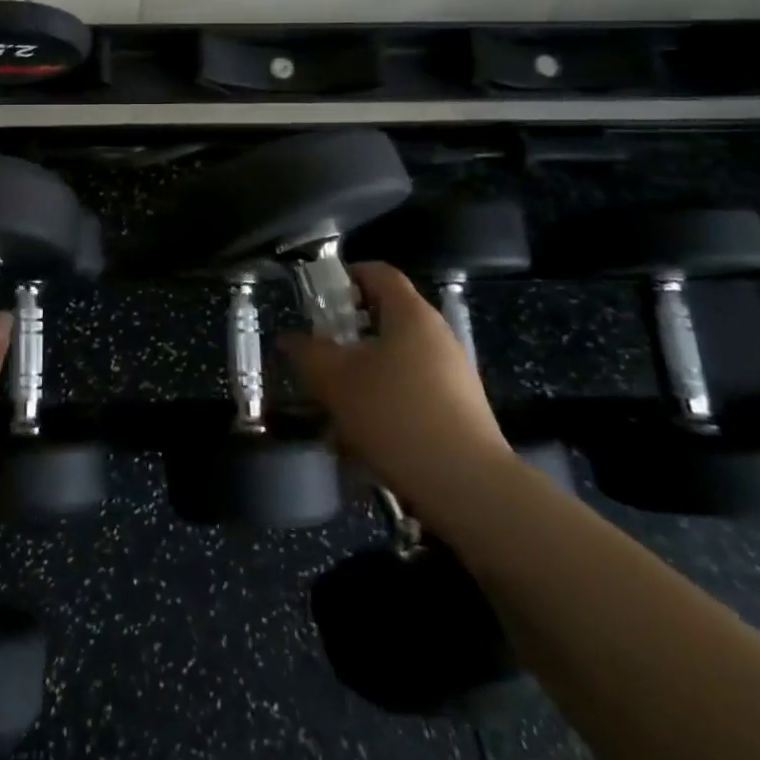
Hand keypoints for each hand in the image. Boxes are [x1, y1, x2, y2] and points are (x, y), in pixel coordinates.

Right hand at [280, 262, 513, 522]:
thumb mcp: (335, 380)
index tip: (317, 298)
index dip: (345, 276)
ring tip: (334, 403)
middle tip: (319, 354)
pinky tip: (364, 436)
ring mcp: (453, 374)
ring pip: (395, 359)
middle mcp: (437, 335)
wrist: (468, 487)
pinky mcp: (459, 411)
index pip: (378, 272)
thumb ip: (307, 352)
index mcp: (411, 314)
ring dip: (362, 373)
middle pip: (386, 317)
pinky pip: (411, 391)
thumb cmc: (395, 414)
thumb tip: (291, 339)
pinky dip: (385, 402)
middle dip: (348, 333)